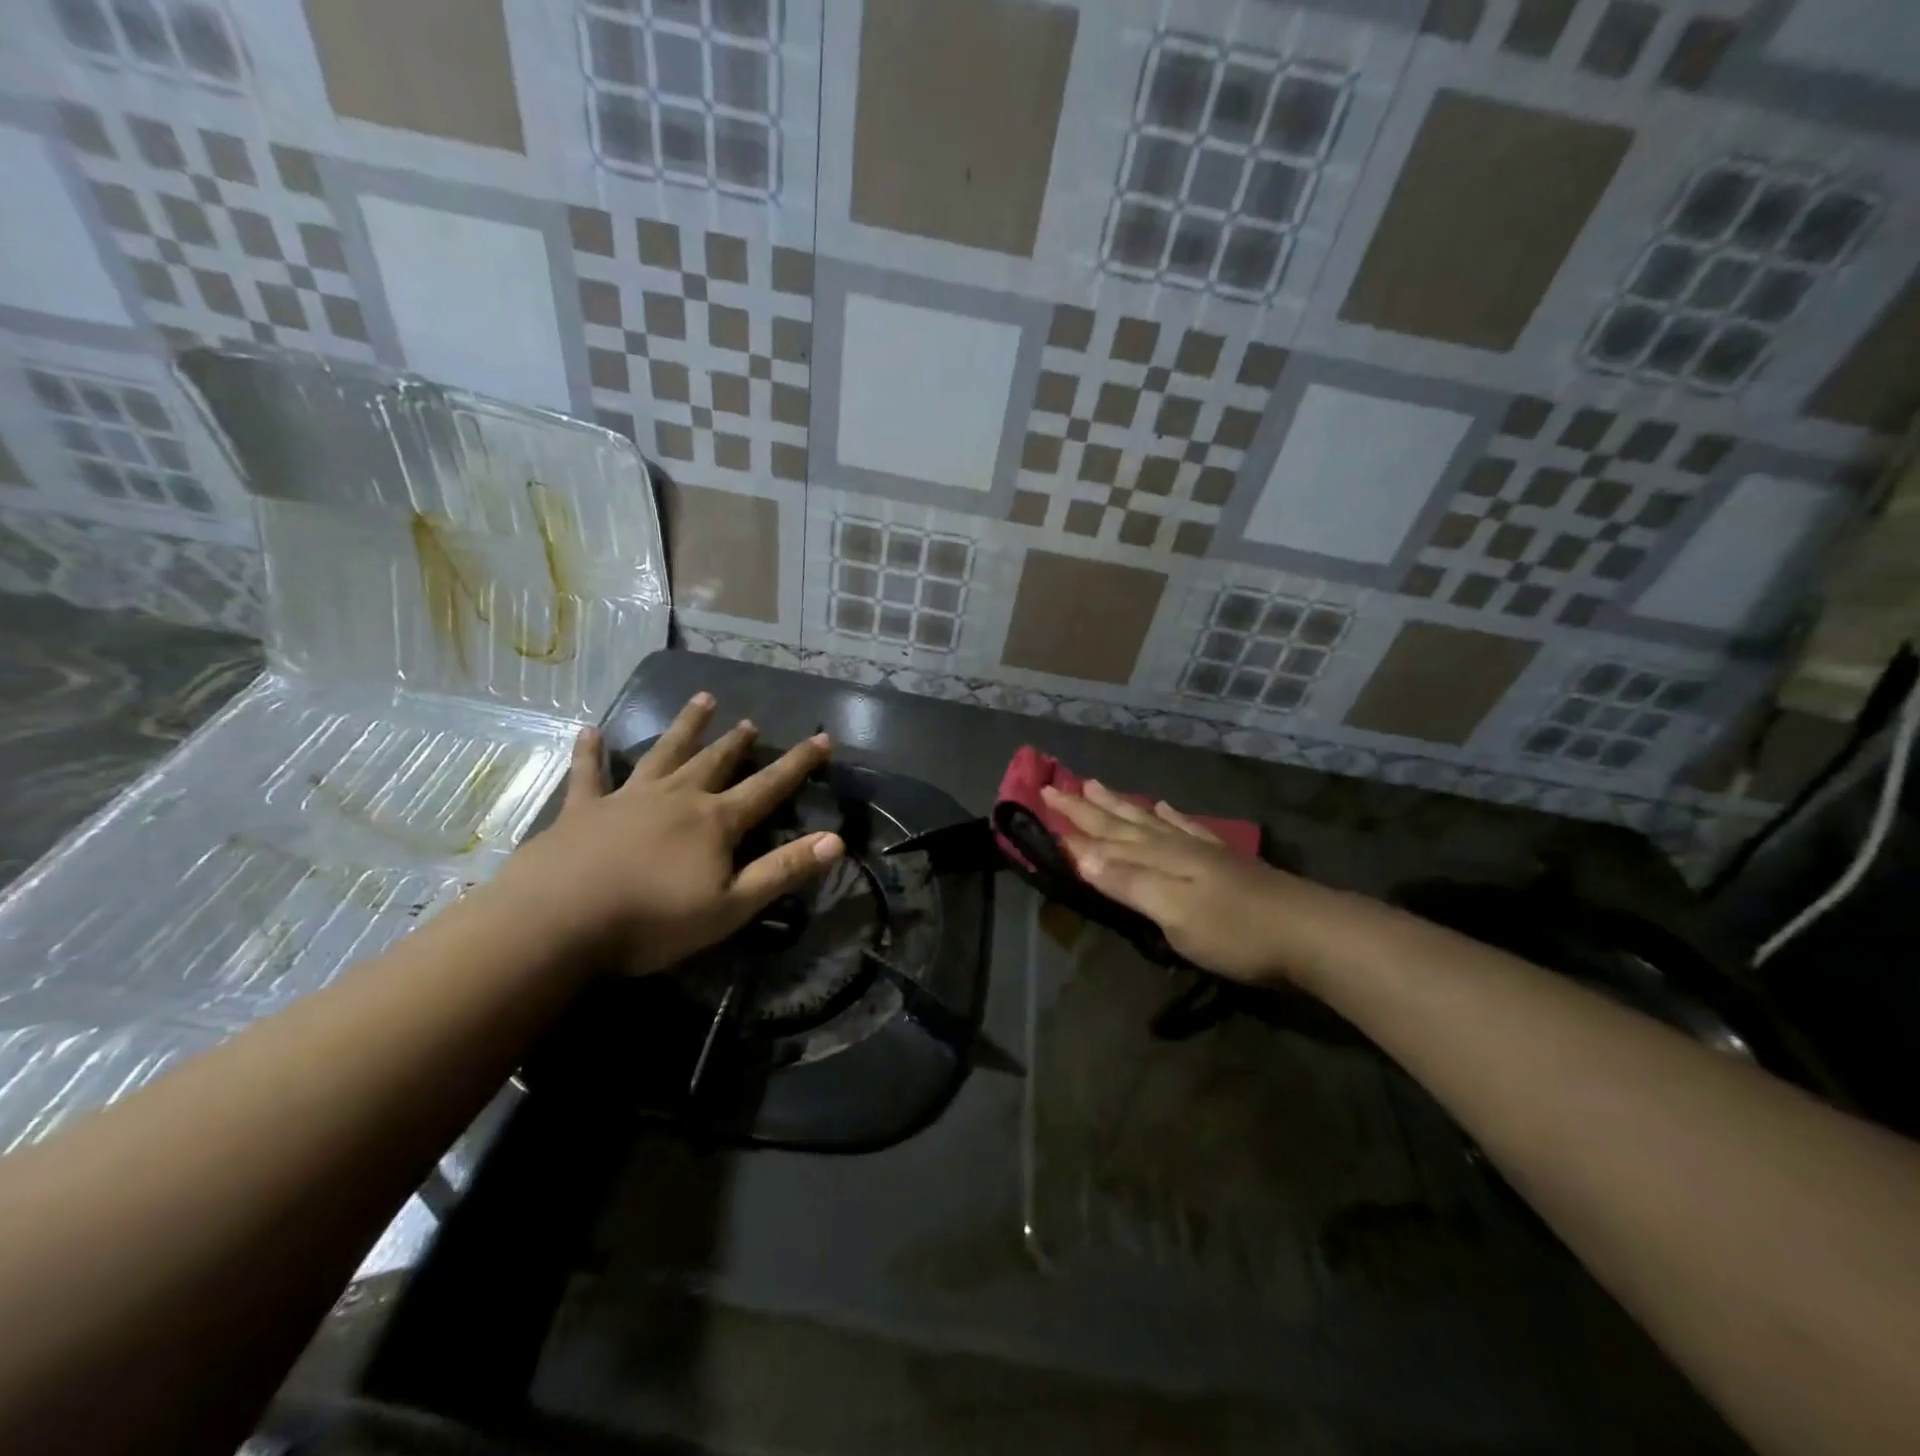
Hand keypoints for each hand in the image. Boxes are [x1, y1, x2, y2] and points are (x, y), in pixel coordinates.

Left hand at [502, 693, 842, 973]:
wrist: (557, 921)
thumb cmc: (652, 921)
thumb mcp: (730, 906)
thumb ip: (782, 871)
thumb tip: (836, 839)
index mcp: (715, 821)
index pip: (768, 786)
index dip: (798, 763)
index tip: (822, 738)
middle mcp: (677, 797)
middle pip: (715, 762)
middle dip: (737, 742)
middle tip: (750, 721)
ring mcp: (628, 798)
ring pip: (664, 753)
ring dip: (685, 727)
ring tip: (702, 700)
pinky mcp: (582, 809)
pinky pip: (589, 774)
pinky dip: (590, 752)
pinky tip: (588, 730)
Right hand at [1042, 780, 1328, 987]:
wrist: (1310, 933)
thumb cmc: (1235, 930)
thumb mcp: (1173, 912)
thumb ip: (1127, 882)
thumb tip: (1078, 854)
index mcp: (1158, 859)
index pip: (1104, 838)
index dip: (1073, 823)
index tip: (1043, 800)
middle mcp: (1174, 846)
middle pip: (1123, 822)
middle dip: (1087, 807)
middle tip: (1057, 785)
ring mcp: (1201, 851)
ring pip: (1149, 820)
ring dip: (1121, 805)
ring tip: (1098, 786)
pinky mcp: (1225, 861)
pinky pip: (1187, 828)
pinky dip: (1170, 817)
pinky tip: (1164, 807)